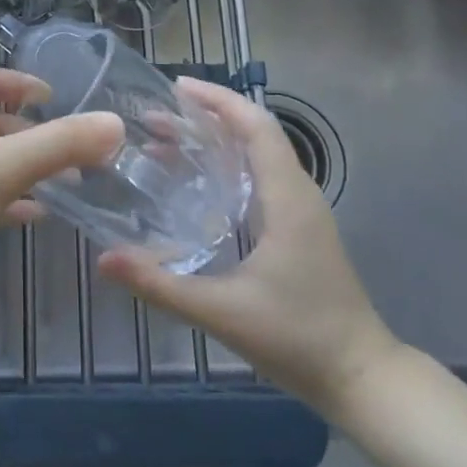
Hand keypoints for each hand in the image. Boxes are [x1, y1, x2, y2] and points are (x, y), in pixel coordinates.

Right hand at [98, 79, 399, 419]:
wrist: (362, 379)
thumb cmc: (297, 338)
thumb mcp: (221, 312)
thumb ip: (161, 284)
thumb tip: (104, 260)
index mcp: (287, 197)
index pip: (256, 125)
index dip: (218, 99)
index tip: (176, 87)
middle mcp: (298, 193)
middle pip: (254, 132)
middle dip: (206, 117)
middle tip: (153, 119)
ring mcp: (302, 211)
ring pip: (258, 154)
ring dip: (215, 140)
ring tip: (165, 143)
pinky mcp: (300, 228)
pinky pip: (261, 176)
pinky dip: (228, 164)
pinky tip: (197, 184)